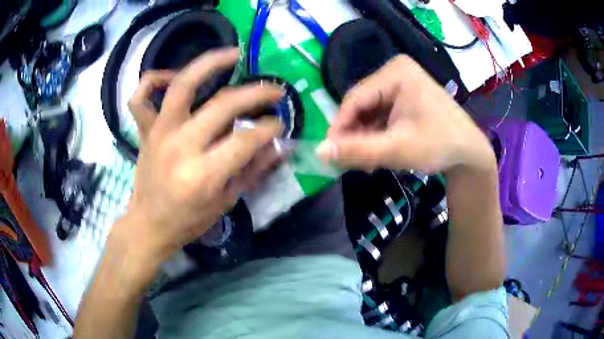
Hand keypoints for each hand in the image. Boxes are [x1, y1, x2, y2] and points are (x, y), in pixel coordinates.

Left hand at [110, 48, 282, 262]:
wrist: (148, 224)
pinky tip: (173, 76)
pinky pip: (141, 96)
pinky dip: (154, 79)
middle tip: (274, 91)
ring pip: (182, 85)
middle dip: (256, 94)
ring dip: (209, 63)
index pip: (245, 139)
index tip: (280, 123)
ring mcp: (159, 133)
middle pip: (222, 105)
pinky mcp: (145, 130)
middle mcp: (179, 147)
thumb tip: (279, 145)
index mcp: (203, 175)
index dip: (269, 127)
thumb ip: (253, 170)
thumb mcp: (226, 202)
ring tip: (233, 54)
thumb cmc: (188, 220)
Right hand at [317, 55, 494, 173]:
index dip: (339, 127)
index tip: (330, 154)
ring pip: (370, 113)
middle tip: (354, 164)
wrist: (470, 152)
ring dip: (366, 139)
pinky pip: (382, 116)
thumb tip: (318, 152)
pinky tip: (379, 154)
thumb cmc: (439, 145)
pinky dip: (378, 136)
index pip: (355, 98)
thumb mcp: (397, 149)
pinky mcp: (405, 98)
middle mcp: (396, 72)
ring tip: (370, 163)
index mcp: (396, 72)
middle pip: (363, 105)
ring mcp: (401, 84)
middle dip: (357, 136)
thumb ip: (357, 150)